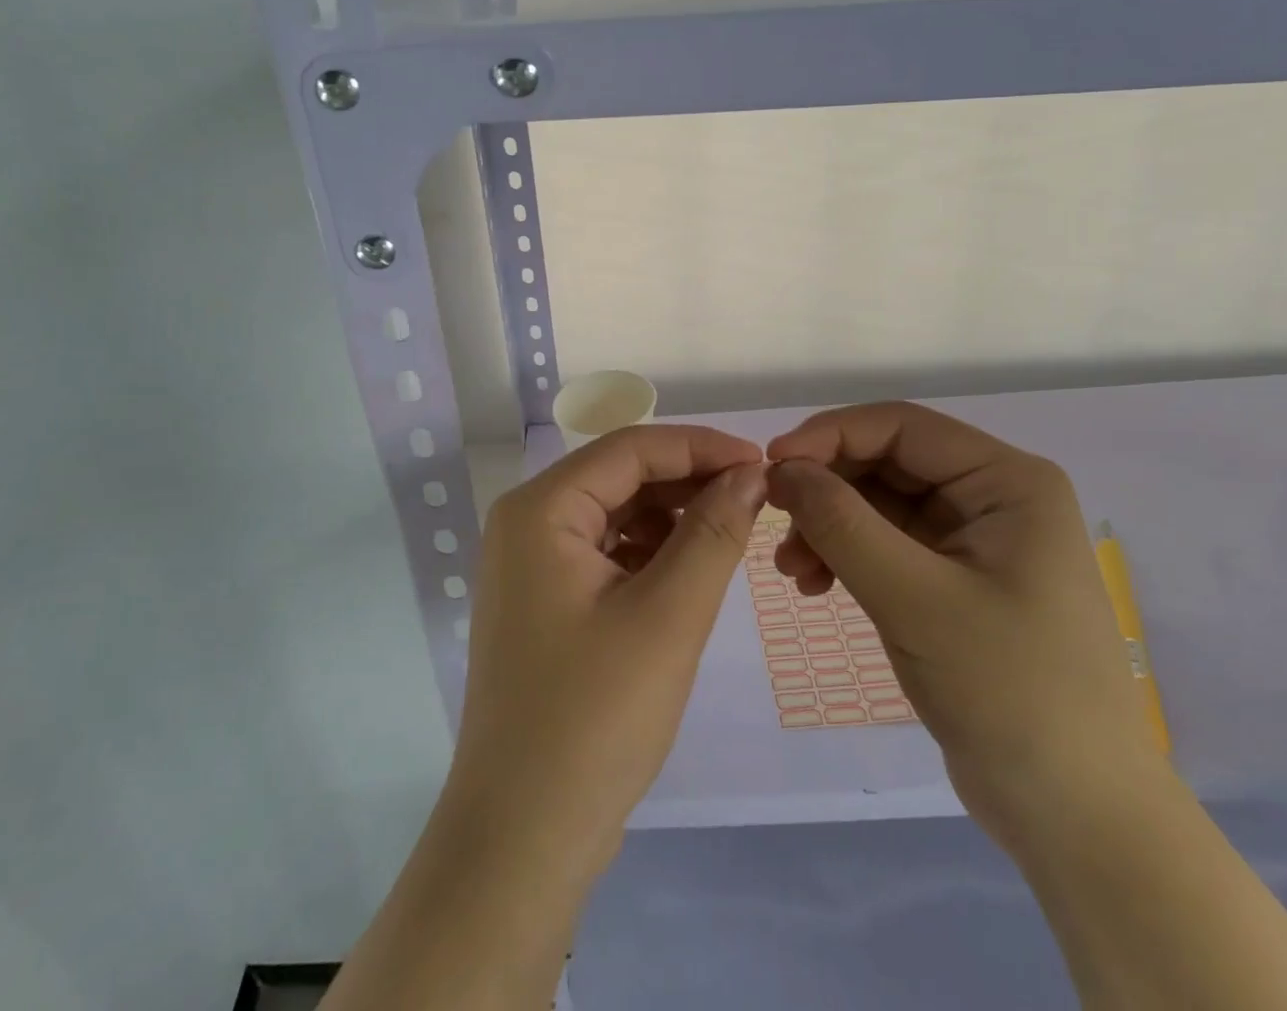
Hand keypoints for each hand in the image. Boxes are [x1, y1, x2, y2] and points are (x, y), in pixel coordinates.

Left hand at [445, 425, 766, 880]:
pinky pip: (605, 551)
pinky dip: (650, 550)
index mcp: (540, 509)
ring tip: (733, 529)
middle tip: (757, 497)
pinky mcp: (544, 599)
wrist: (522, 838)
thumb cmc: (594, 719)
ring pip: (615, 512)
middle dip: (689, 480)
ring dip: (672, 514)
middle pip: (620, 475)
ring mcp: (531, 563)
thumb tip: (751, 473)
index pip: (630, 448)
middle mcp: (527, 522)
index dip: (701, 447)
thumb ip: (713, 533)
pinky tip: (690, 566)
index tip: (764, 464)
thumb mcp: (668, 616)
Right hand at [766, 403, 1162, 847]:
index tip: (770, 465)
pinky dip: (846, 557)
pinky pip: (887, 545)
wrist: (1076, 817)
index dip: (829, 436)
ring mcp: (974, 541)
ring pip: (880, 505)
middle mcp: (993, 497)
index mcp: (1006, 481)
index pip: (900, 426)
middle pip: (887, 463)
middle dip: (826, 490)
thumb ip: (842, 523)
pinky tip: (814, 586)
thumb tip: (780, 468)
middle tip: (774, 521)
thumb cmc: (1008, 690)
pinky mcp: (955, 582)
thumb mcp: (913, 598)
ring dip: (829, 526)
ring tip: (790, 570)